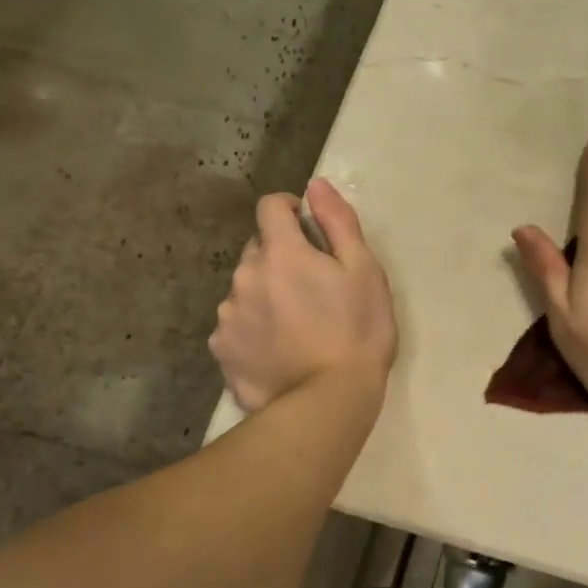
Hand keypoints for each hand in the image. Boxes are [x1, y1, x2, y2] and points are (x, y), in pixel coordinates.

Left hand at [210, 180, 396, 411]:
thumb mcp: (365, 271)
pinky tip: (279, 350)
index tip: (310, 228)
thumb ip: (338, 222)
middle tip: (314, 287)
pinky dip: (254, 328)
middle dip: (281, 256)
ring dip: (266, 293)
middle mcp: (244, 276)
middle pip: (258, 249)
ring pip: (246, 288)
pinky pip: (236, 325)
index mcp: (281, 253)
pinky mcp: (222, 350)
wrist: (329, 401)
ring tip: (297, 325)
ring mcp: (228, 316)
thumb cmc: (357, 331)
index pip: (271, 207)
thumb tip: (315, 186)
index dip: (291, 209)